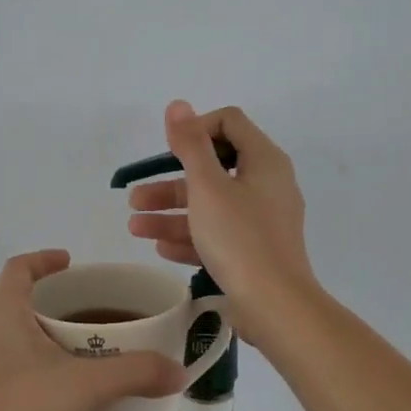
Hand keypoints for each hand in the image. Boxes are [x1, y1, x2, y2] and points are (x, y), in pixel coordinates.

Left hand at [0, 250, 184, 410]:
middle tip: (86, 309)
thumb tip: (178, 372)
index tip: (70, 262)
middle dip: (49, 299)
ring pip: (10, 334)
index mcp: (0, 310)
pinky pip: (6, 363)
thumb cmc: (24, 408)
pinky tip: (60, 387)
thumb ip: (136, 373)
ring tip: (78, 347)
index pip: (19, 267)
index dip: (44, 259)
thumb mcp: (88, 385)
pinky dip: (32, 362)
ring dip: (40, 333)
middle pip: (15, 298)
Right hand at [125, 101, 316, 342]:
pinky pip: (218, 235)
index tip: (169, 152)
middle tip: (134, 197)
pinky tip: (160, 247)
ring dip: (170, 214)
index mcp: (264, 161)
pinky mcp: (255, 251)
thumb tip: (178, 105)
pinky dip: (190, 237)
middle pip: (212, 170)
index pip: (228, 123)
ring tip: (134, 227)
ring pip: (210, 207)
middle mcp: (267, 185)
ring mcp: (262, 221)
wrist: (276, 306)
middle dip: (169, 183)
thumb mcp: (208, 187)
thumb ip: (190, 145)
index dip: (195, 129)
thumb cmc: (240, 237)